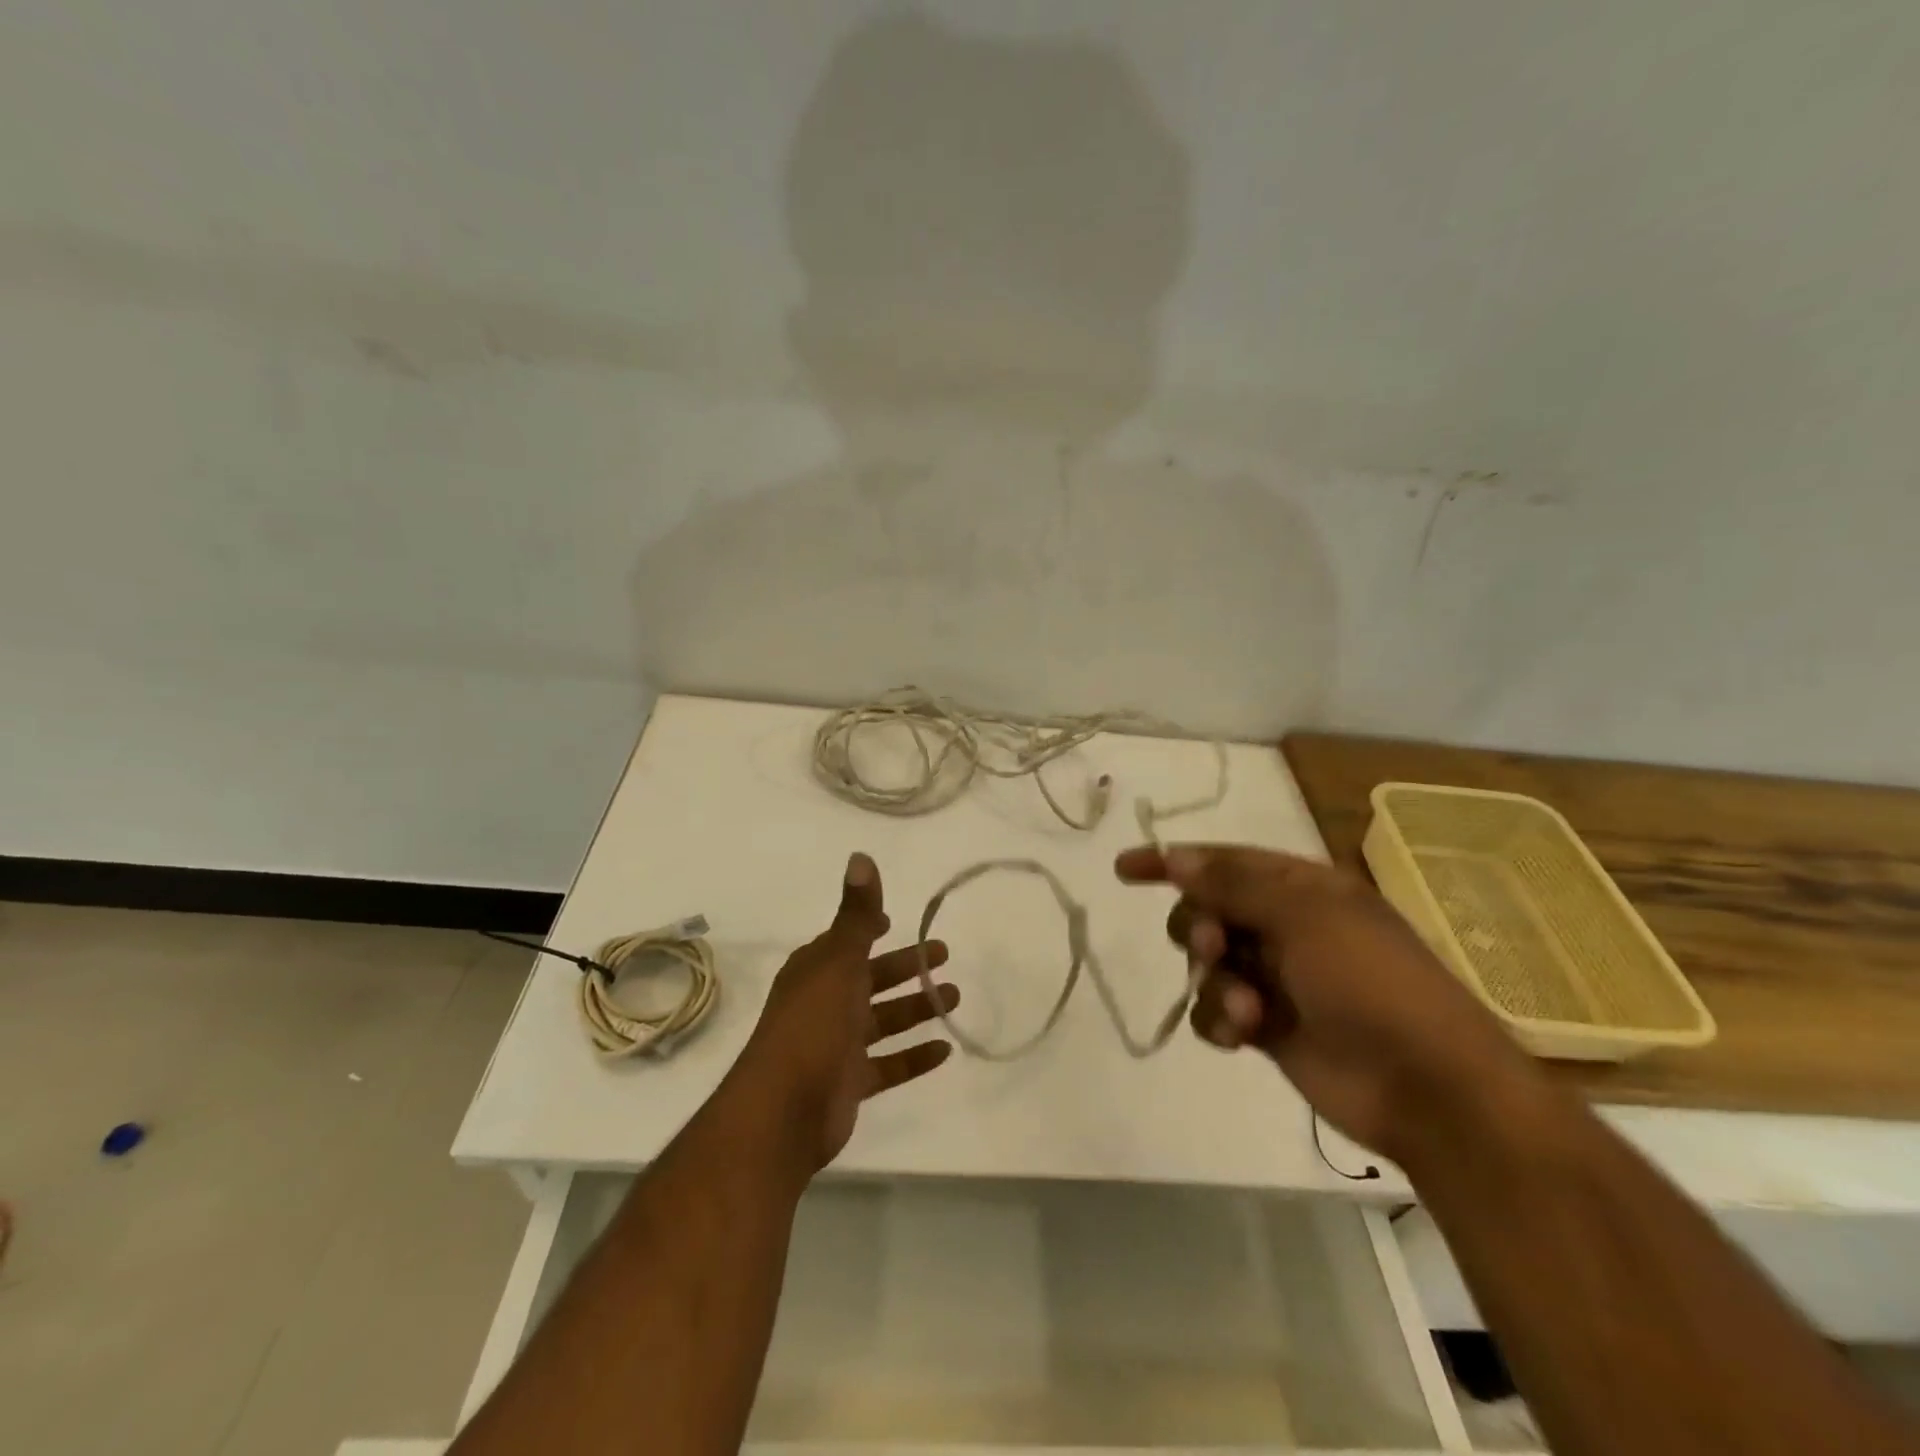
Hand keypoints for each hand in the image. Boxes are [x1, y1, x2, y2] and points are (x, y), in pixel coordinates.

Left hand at [734, 851, 958, 1172]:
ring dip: (916, 1009)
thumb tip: (861, 856)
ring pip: (883, 1021)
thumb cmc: (812, 1024)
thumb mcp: (838, 961)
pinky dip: (914, 1056)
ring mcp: (837, 1045)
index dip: (871, 929)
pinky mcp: (849, 1082)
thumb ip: (856, 913)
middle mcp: (825, 1003)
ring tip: (955, 999)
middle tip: (944, 956)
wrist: (782, 1111)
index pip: (848, 941)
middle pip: (871, 979)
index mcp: (817, 970)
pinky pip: (888, 1064)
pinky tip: (945, 1050)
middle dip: (906, 968)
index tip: (898, 922)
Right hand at [1115, 843, 1541, 1162]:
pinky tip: (1241, 1033)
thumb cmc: (1372, 983)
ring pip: (1208, 963)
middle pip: (1207, 910)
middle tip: (1213, 948)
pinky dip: (1220, 1018)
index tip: (1125, 869)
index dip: (1171, 861)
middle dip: (1199, 927)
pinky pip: (1217, 1009)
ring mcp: (1276, 978)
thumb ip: (1234, 885)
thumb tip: (1178, 858)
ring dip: (1213, 980)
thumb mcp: (1304, 917)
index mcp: (1302, 888)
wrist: (1428, 1088)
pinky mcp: (1267, 1026)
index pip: (1223, 861)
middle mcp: (1286, 926)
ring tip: (1244, 1008)